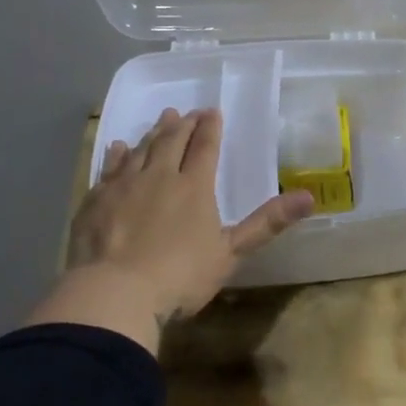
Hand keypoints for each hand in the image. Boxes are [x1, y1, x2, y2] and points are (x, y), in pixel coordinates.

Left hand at [32, 108, 312, 349]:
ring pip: (142, 149)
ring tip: (163, 118)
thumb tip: (309, 196)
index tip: (213, 111)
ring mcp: (123, 186)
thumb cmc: (179, 276)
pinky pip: (109, 167)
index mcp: (194, 187)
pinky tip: (119, 146)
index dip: (211, 128)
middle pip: (173, 141)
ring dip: (154, 132)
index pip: (205, 148)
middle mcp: (159, 176)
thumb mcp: (230, 252)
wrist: (114, 294)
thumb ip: (267, 223)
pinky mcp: (95, 200)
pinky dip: (118, 154)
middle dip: (184, 124)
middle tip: (189, 111)